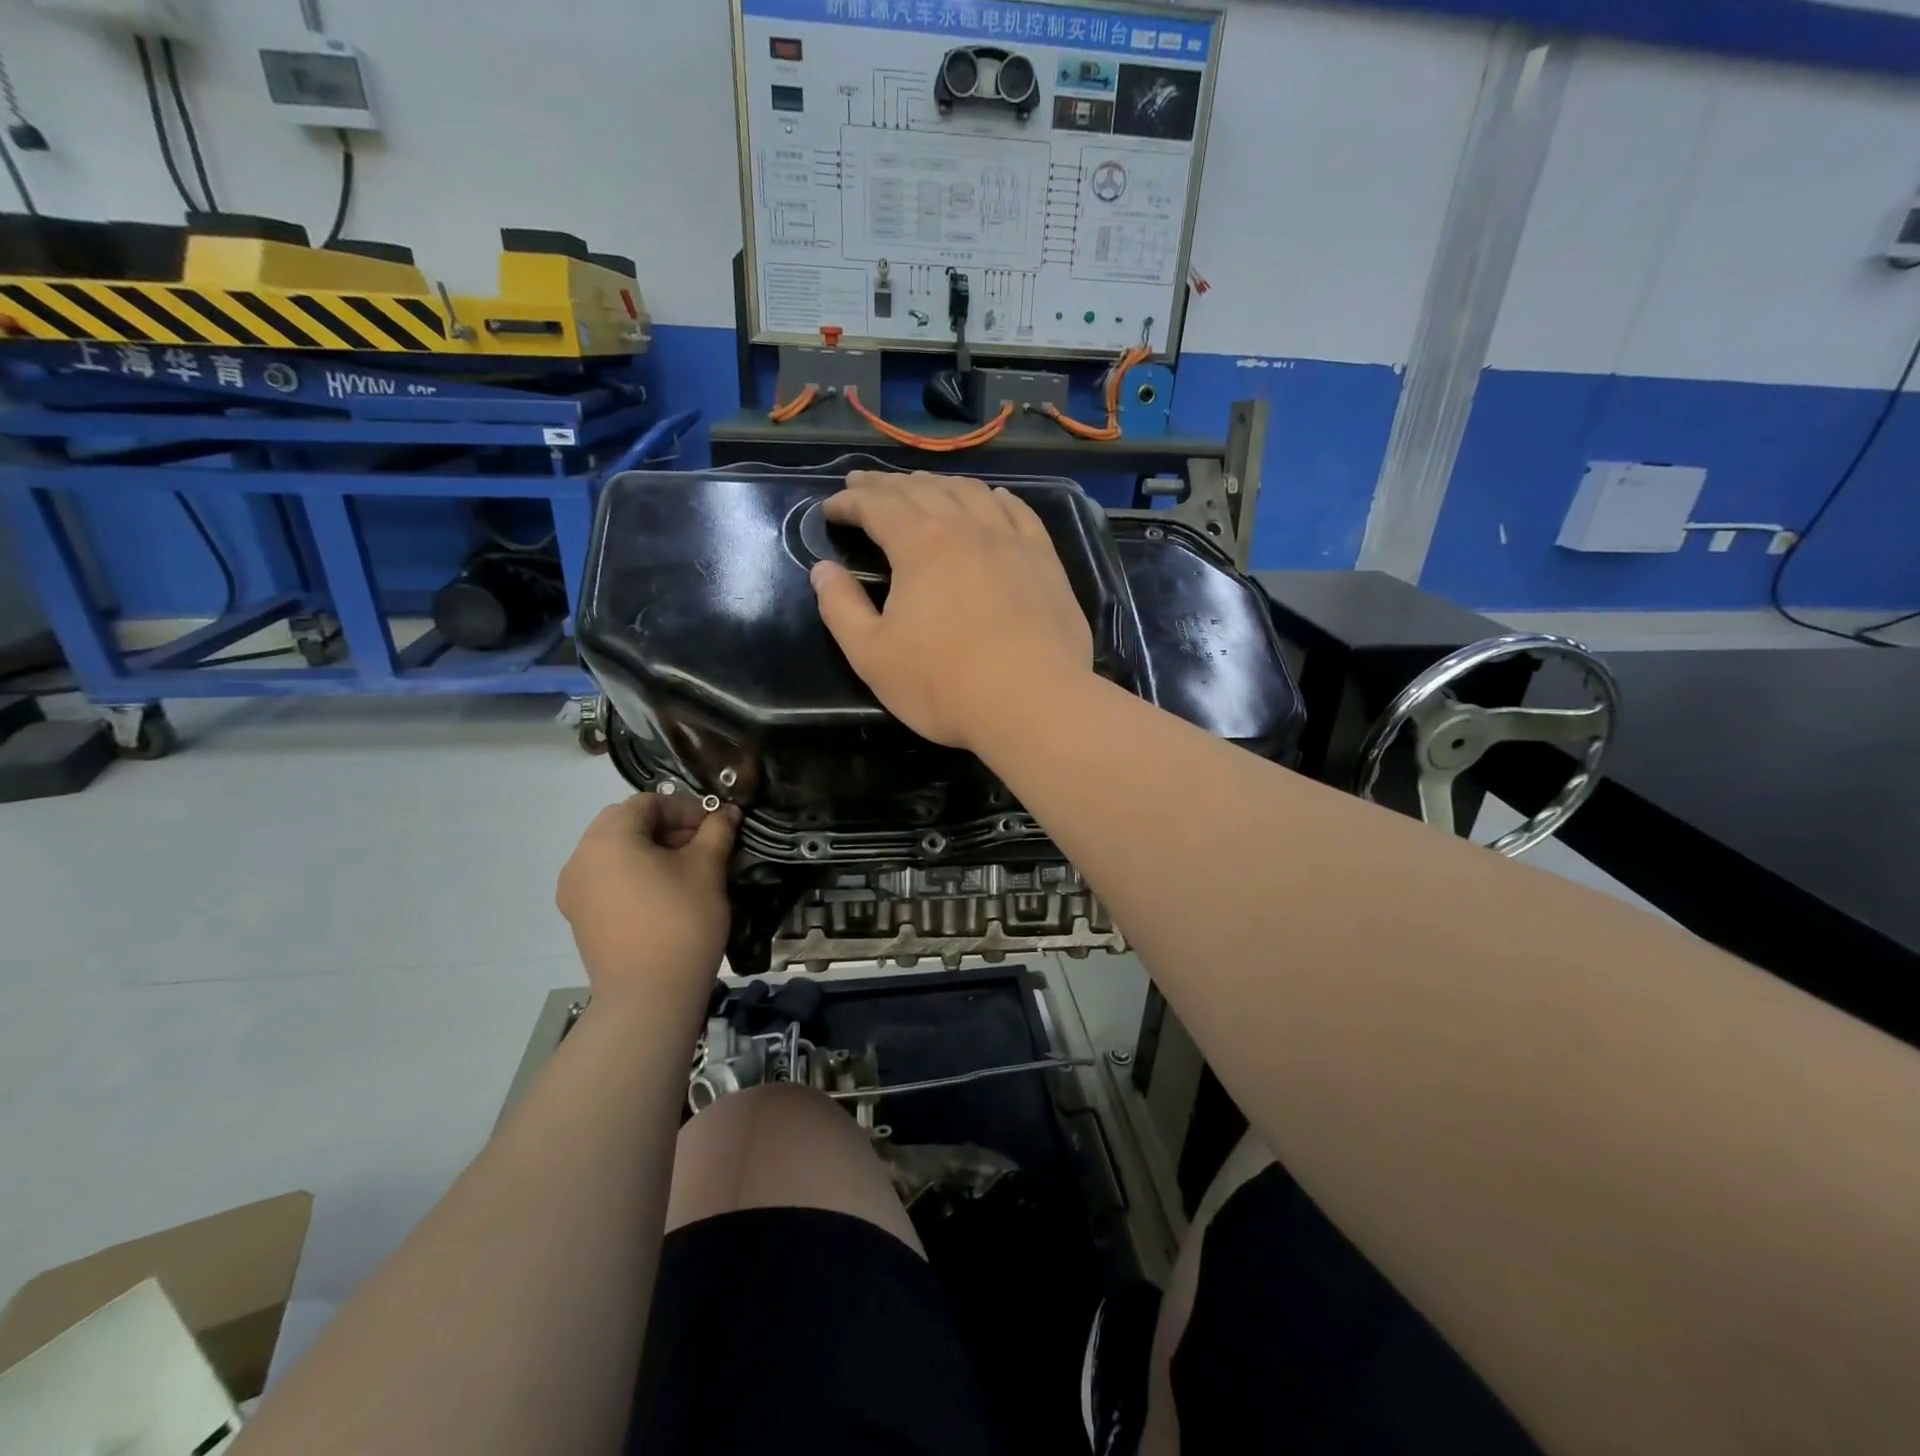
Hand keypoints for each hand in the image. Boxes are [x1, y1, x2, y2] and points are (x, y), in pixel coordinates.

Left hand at [556, 794, 737, 1003]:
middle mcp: (581, 858)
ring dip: (653, 851)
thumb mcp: (707, 869)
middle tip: (704, 845)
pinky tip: (666, 894)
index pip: (648, 802)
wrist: (649, 996)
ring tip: (689, 871)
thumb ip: (716, 832)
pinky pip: (609, 879)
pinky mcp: (581, 918)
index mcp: (608, 838)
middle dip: (668, 827)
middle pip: (627, 824)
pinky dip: (636, 875)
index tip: (716, 827)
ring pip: (617, 852)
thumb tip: (726, 813)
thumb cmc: (680, 922)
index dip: (686, 808)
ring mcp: (575, 891)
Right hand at [808, 471, 1093, 751]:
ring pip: (971, 493)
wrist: (1033, 704)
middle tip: (863, 483)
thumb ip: (841, 608)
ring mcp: (1012, 541)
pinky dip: (998, 498)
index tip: (830, 507)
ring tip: (921, 485)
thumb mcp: (872, 655)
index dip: (849, 501)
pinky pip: (1020, 513)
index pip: (877, 506)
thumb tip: (823, 570)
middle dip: (886, 485)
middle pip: (922, 490)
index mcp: (920, 545)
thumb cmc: (943, 684)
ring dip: (939, 483)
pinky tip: (994, 496)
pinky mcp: (1045, 562)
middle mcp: (966, 528)